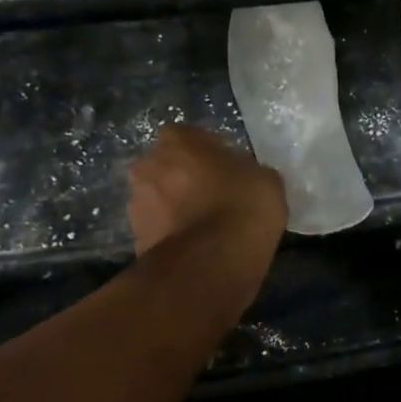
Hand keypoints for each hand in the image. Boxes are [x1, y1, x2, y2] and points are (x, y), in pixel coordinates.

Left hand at [128, 125, 286, 256]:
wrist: (211, 264)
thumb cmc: (242, 207)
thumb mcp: (265, 178)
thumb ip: (245, 169)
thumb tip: (239, 176)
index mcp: (178, 140)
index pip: (191, 137)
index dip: (210, 153)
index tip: (228, 170)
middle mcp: (148, 165)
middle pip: (168, 166)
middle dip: (185, 178)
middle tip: (213, 196)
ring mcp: (137, 203)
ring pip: (160, 197)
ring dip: (176, 206)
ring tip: (205, 226)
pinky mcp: (135, 239)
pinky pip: (159, 228)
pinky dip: (173, 233)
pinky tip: (197, 246)